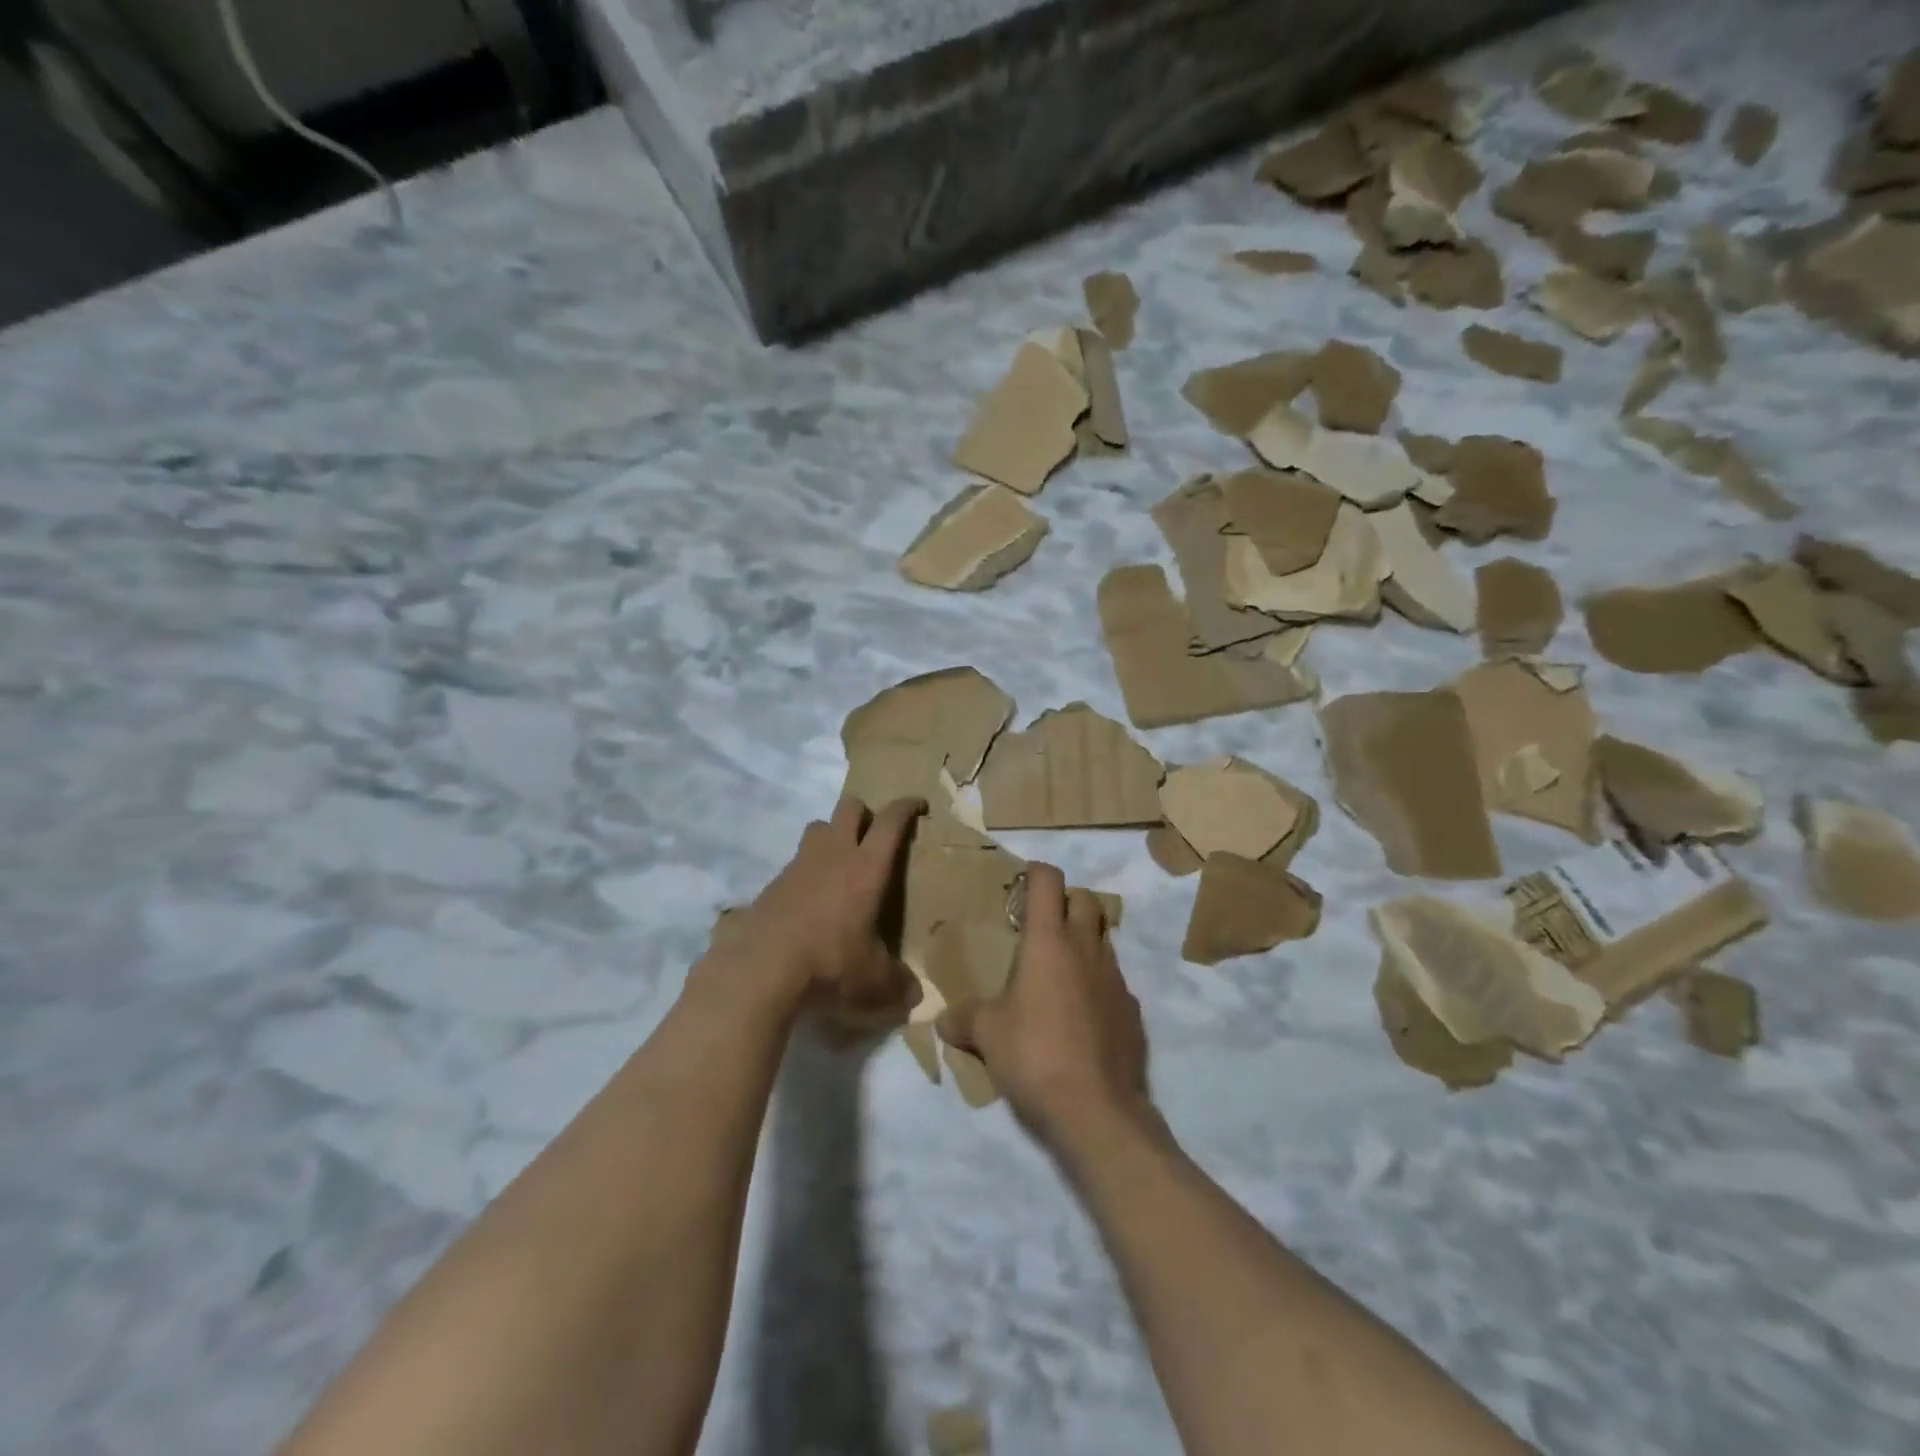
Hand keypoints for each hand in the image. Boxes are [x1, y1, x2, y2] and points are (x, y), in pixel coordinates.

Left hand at [718, 795, 924, 1026]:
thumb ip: (898, 984)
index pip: (891, 822)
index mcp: (866, 867)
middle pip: (849, 807)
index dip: (906, 807)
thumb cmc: (830, 964)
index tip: (918, 804)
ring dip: (833, 835)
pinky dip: (808, 870)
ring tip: (841, 864)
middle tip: (875, 835)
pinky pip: (796, 862)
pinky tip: (811, 901)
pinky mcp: (773, 883)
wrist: (761, 970)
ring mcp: (799, 864)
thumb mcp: (873, 981)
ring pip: (818, 827)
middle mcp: (834, 854)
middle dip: (866, 813)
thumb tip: (915, 996)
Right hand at [937, 863, 1152, 1150]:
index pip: (1047, 881)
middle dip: (1065, 902)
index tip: (1020, 886)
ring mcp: (1116, 978)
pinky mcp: (1132, 1011)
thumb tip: (944, 1021)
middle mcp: (1087, 949)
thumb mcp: (987, 1035)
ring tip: (1057, 974)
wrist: (1097, 1110)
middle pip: (1085, 899)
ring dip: (1083, 942)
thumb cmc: (1035, 1056)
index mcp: (1049, 942)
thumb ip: (964, 1019)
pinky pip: (1114, 982)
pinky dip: (1098, 985)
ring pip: (1103, 938)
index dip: (1034, 873)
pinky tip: (1081, 1016)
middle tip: (1040, 928)